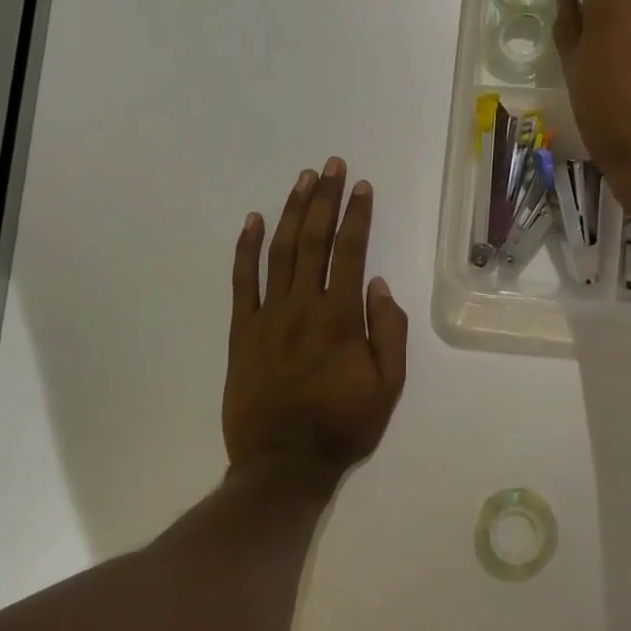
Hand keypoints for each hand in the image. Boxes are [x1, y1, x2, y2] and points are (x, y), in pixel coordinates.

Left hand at [224, 158, 407, 477]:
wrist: (283, 465)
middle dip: (325, 198)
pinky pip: (242, 281)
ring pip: (279, 251)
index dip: (357, 215)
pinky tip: (251, 220)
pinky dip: (245, 248)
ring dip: (291, 211)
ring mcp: (267, 316)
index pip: (351, 252)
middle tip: (332, 165)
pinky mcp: (241, 331)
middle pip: (313, 240)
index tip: (362, 186)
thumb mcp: (388, 386)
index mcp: (341, 317)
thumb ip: (389, 332)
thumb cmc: (343, 426)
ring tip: (303, 180)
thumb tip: (380, 285)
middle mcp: (303, 306)